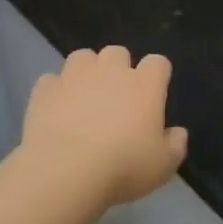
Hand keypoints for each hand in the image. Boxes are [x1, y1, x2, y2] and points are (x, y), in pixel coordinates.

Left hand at [18, 46, 188, 208]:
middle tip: (117, 97)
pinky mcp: (45, 89)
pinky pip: (52, 80)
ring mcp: (74, 76)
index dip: (157, 75)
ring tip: (84, 96)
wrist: (65, 171)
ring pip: (83, 57)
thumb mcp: (163, 166)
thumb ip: (175, 145)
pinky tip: (56, 110)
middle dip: (118, 68)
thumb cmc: (123, 166)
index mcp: (145, 85)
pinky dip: (56, 91)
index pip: (158, 63)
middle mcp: (110, 71)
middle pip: (118, 52)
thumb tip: (177, 133)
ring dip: (86, 72)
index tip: (154, 94)